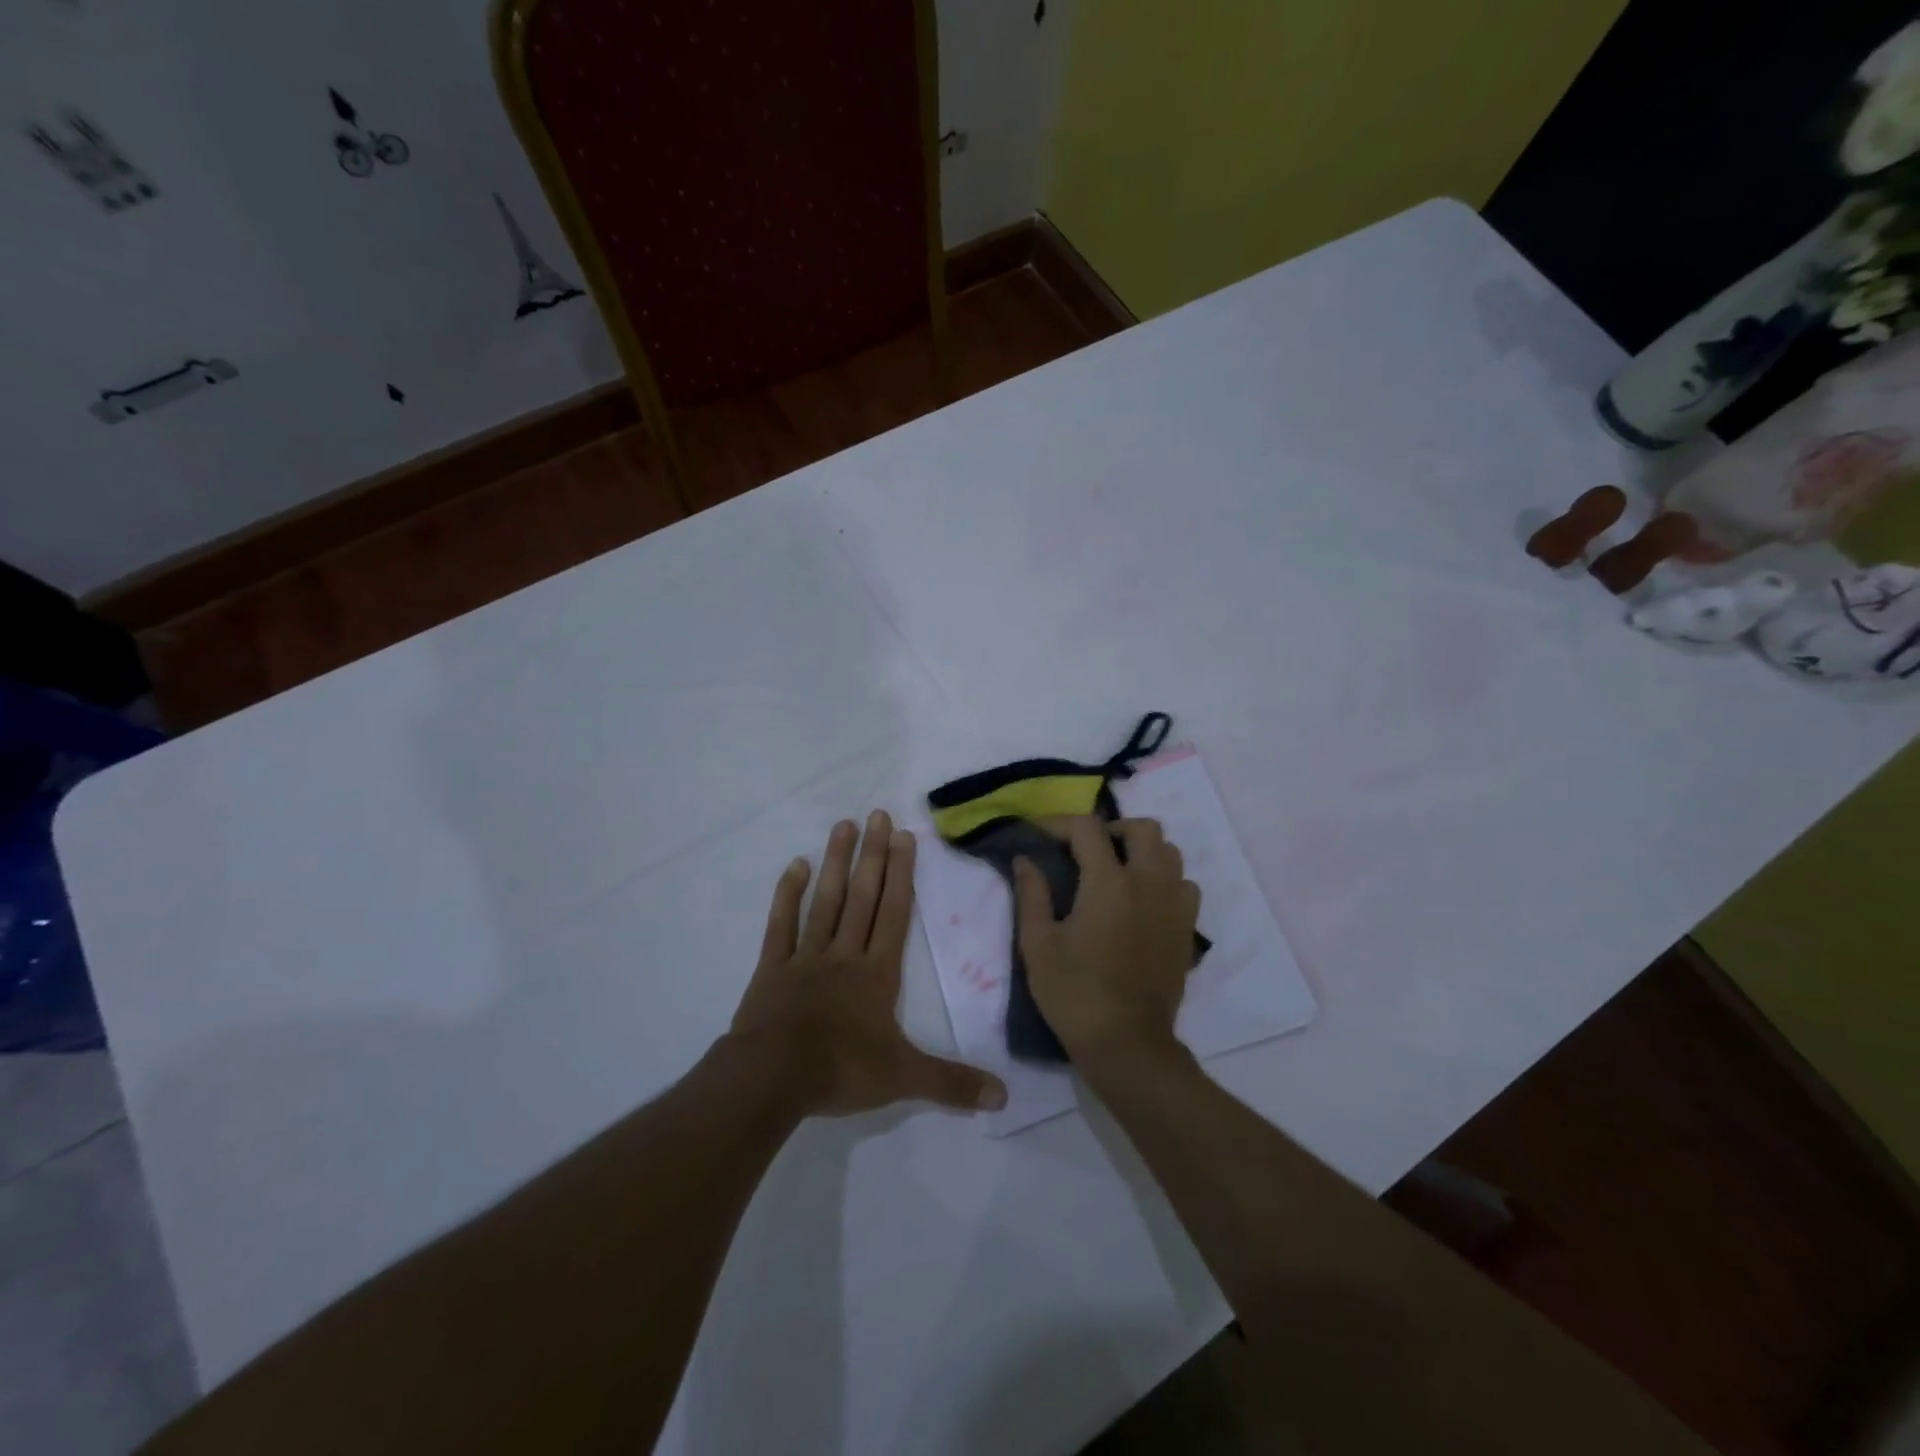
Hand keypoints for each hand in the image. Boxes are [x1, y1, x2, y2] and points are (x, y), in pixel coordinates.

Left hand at [731, 811, 1007, 1117]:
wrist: (772, 1078)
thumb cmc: (841, 1070)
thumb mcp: (904, 1080)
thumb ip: (952, 1084)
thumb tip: (1003, 1097)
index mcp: (877, 974)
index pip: (894, 914)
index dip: (902, 875)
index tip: (905, 836)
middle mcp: (845, 954)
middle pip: (862, 897)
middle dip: (873, 855)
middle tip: (878, 813)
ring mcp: (806, 957)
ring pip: (826, 901)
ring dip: (836, 863)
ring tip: (844, 825)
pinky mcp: (773, 968)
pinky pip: (782, 925)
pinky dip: (788, 895)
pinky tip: (796, 866)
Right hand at [1013, 817, 1201, 1060]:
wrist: (1126, 1044)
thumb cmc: (1074, 994)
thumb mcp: (1037, 944)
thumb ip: (1031, 894)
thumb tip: (1024, 859)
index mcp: (1109, 883)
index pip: (1087, 828)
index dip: (1059, 822)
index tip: (1039, 834)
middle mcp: (1149, 883)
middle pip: (1143, 828)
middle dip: (1111, 829)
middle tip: (1086, 850)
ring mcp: (1174, 905)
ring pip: (1170, 853)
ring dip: (1142, 851)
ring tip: (1116, 871)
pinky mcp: (1187, 929)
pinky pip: (1184, 885)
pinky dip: (1164, 880)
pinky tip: (1142, 900)